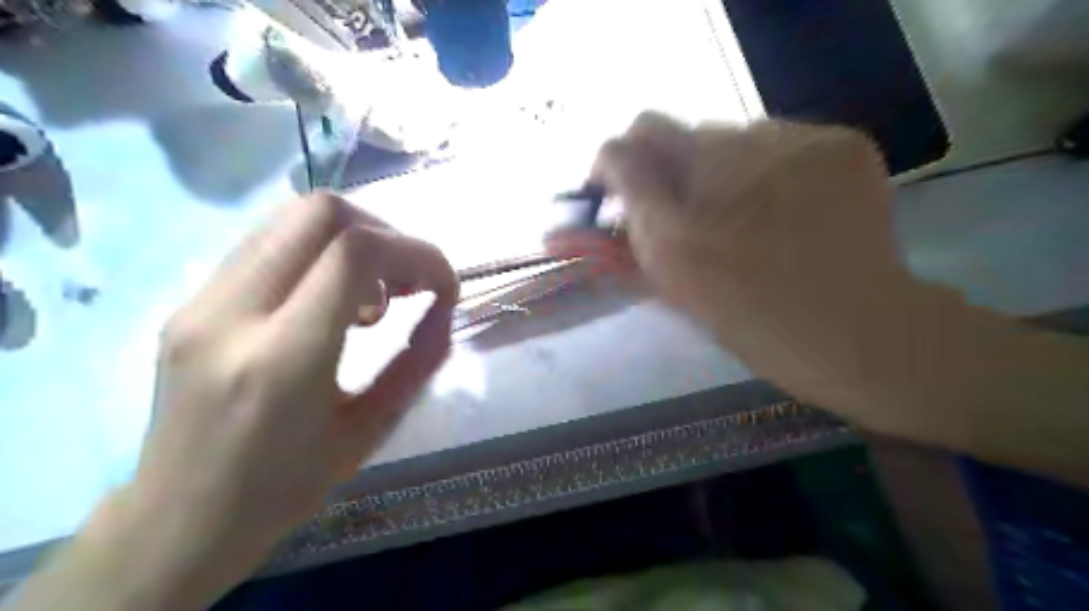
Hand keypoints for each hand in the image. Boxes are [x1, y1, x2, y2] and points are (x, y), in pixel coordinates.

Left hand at [83, 194, 455, 607]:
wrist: (180, 520)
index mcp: (282, 359)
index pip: (356, 253)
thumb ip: (418, 360)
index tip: (443, 287)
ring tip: (373, 296)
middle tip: (408, 282)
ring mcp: (200, 301)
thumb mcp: (372, 429)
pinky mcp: (191, 300)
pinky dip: (320, 253)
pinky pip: (270, 243)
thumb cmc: (287, 486)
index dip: (417, 254)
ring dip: (352, 239)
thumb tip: (444, 307)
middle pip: (319, 211)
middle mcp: (230, 314)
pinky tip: (333, 301)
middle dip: (385, 233)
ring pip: (291, 217)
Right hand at [582, 113, 921, 402]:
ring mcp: (805, 141)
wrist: (860, 337)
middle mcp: (749, 147)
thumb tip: (593, 185)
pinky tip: (783, 214)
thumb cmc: (754, 320)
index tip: (621, 198)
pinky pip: (782, 144)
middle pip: (686, 136)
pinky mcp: (846, 145)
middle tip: (689, 225)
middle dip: (674, 177)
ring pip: (734, 139)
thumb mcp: (674, 279)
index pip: (639, 137)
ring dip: (723, 175)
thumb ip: (628, 222)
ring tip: (742, 225)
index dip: (620, 164)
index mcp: (699, 194)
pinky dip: (769, 173)